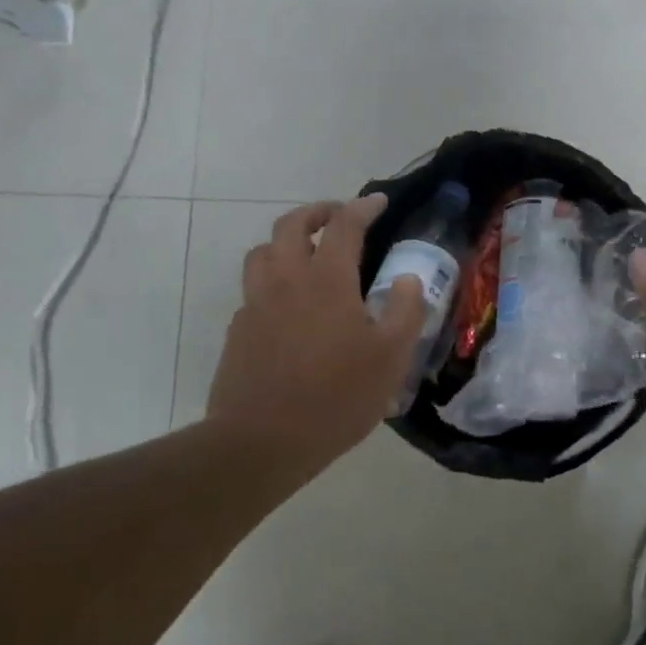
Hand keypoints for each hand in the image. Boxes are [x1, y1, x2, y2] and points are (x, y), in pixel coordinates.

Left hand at [206, 196, 426, 471]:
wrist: (261, 442)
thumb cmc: (336, 397)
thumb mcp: (391, 358)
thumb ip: (406, 311)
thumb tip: (408, 280)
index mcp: (327, 280)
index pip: (345, 226)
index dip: (363, 207)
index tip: (378, 202)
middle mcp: (286, 280)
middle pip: (291, 225)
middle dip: (317, 212)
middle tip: (338, 216)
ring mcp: (256, 304)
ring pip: (262, 252)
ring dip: (286, 241)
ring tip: (307, 254)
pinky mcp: (238, 330)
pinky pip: (253, 289)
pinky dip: (272, 280)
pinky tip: (288, 306)